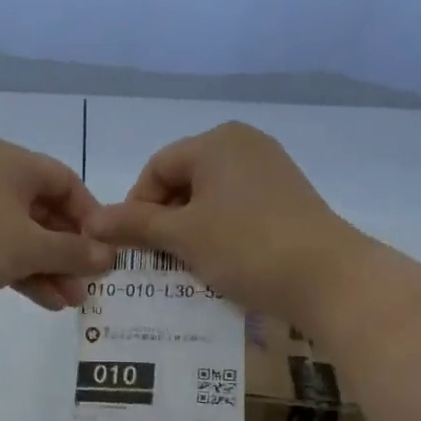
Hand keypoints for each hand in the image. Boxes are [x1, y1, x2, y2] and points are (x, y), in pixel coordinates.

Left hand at [0, 139, 115, 321]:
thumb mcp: (28, 246)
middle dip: (70, 251)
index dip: (91, 216)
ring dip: (50, 268)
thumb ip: (72, 251)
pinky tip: (46, 302)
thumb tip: (108, 256)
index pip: (66, 182)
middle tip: (91, 284)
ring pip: (23, 237)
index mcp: (11, 162)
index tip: (106, 251)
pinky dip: (23, 273)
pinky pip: (0, 253)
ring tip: (72, 303)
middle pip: (45, 212)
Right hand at [86, 122, 364, 322]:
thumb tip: (91, 220)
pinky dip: (218, 232)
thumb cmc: (247, 246)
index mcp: (217, 142)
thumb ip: (134, 224)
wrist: (329, 278)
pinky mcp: (287, 198)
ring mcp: (270, 171)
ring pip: (209, 198)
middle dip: (162, 219)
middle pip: (183, 180)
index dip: (136, 206)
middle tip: (154, 257)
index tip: (132, 245)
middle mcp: (244, 145)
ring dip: (188, 230)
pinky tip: (217, 261)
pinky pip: (236, 209)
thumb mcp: (182, 236)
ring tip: (183, 264)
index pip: (157, 168)